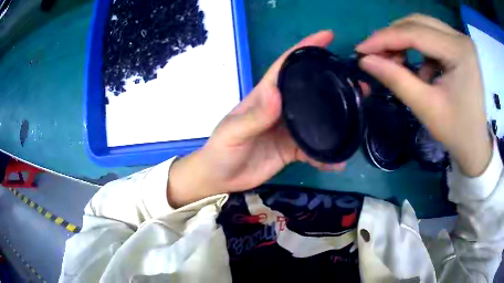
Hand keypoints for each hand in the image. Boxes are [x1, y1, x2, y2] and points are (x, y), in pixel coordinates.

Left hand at [168, 31, 344, 207]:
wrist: (222, 179)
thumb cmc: (222, 151)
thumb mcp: (233, 132)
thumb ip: (254, 116)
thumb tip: (276, 91)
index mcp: (265, 95)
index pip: (287, 65)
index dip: (305, 48)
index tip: (327, 36)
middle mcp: (281, 108)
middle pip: (310, 89)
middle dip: (333, 81)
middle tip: (358, 81)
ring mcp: (289, 129)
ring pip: (318, 118)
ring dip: (338, 118)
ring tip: (359, 115)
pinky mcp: (293, 149)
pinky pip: (315, 148)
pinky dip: (327, 155)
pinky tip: (339, 160)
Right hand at [356, 14, 491, 176]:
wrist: (476, 145)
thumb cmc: (457, 132)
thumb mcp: (426, 107)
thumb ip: (396, 80)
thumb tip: (365, 61)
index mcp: (459, 51)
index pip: (415, 33)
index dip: (384, 38)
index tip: (360, 50)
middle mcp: (460, 38)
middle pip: (417, 23)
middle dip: (393, 36)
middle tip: (375, 54)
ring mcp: (460, 41)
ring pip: (422, 27)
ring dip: (404, 41)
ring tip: (396, 62)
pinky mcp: (459, 47)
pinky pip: (431, 38)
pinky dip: (418, 49)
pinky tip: (420, 71)